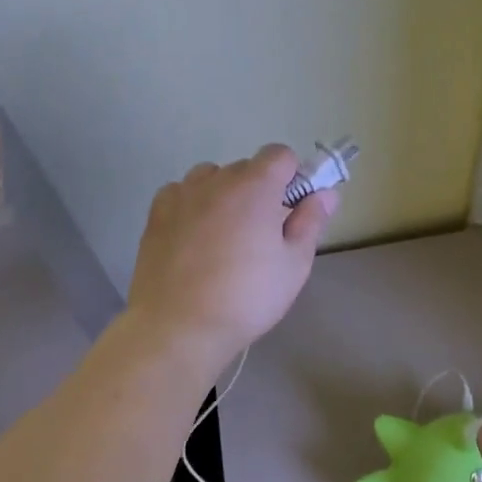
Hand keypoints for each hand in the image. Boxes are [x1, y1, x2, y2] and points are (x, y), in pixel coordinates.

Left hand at [127, 145, 337, 363]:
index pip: (279, 154)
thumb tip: (326, 193)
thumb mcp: (294, 265)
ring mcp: (182, 195)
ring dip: (223, 194)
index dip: (291, 176)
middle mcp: (216, 180)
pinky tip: (194, 238)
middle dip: (259, 190)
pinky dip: (192, 205)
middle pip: (245, 167)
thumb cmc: (246, 297)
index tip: (292, 208)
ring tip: (224, 235)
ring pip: (210, 178)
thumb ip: (311, 222)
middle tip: (262, 233)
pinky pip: (181, 193)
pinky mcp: (156, 214)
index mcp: (255, 186)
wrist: (179, 327)